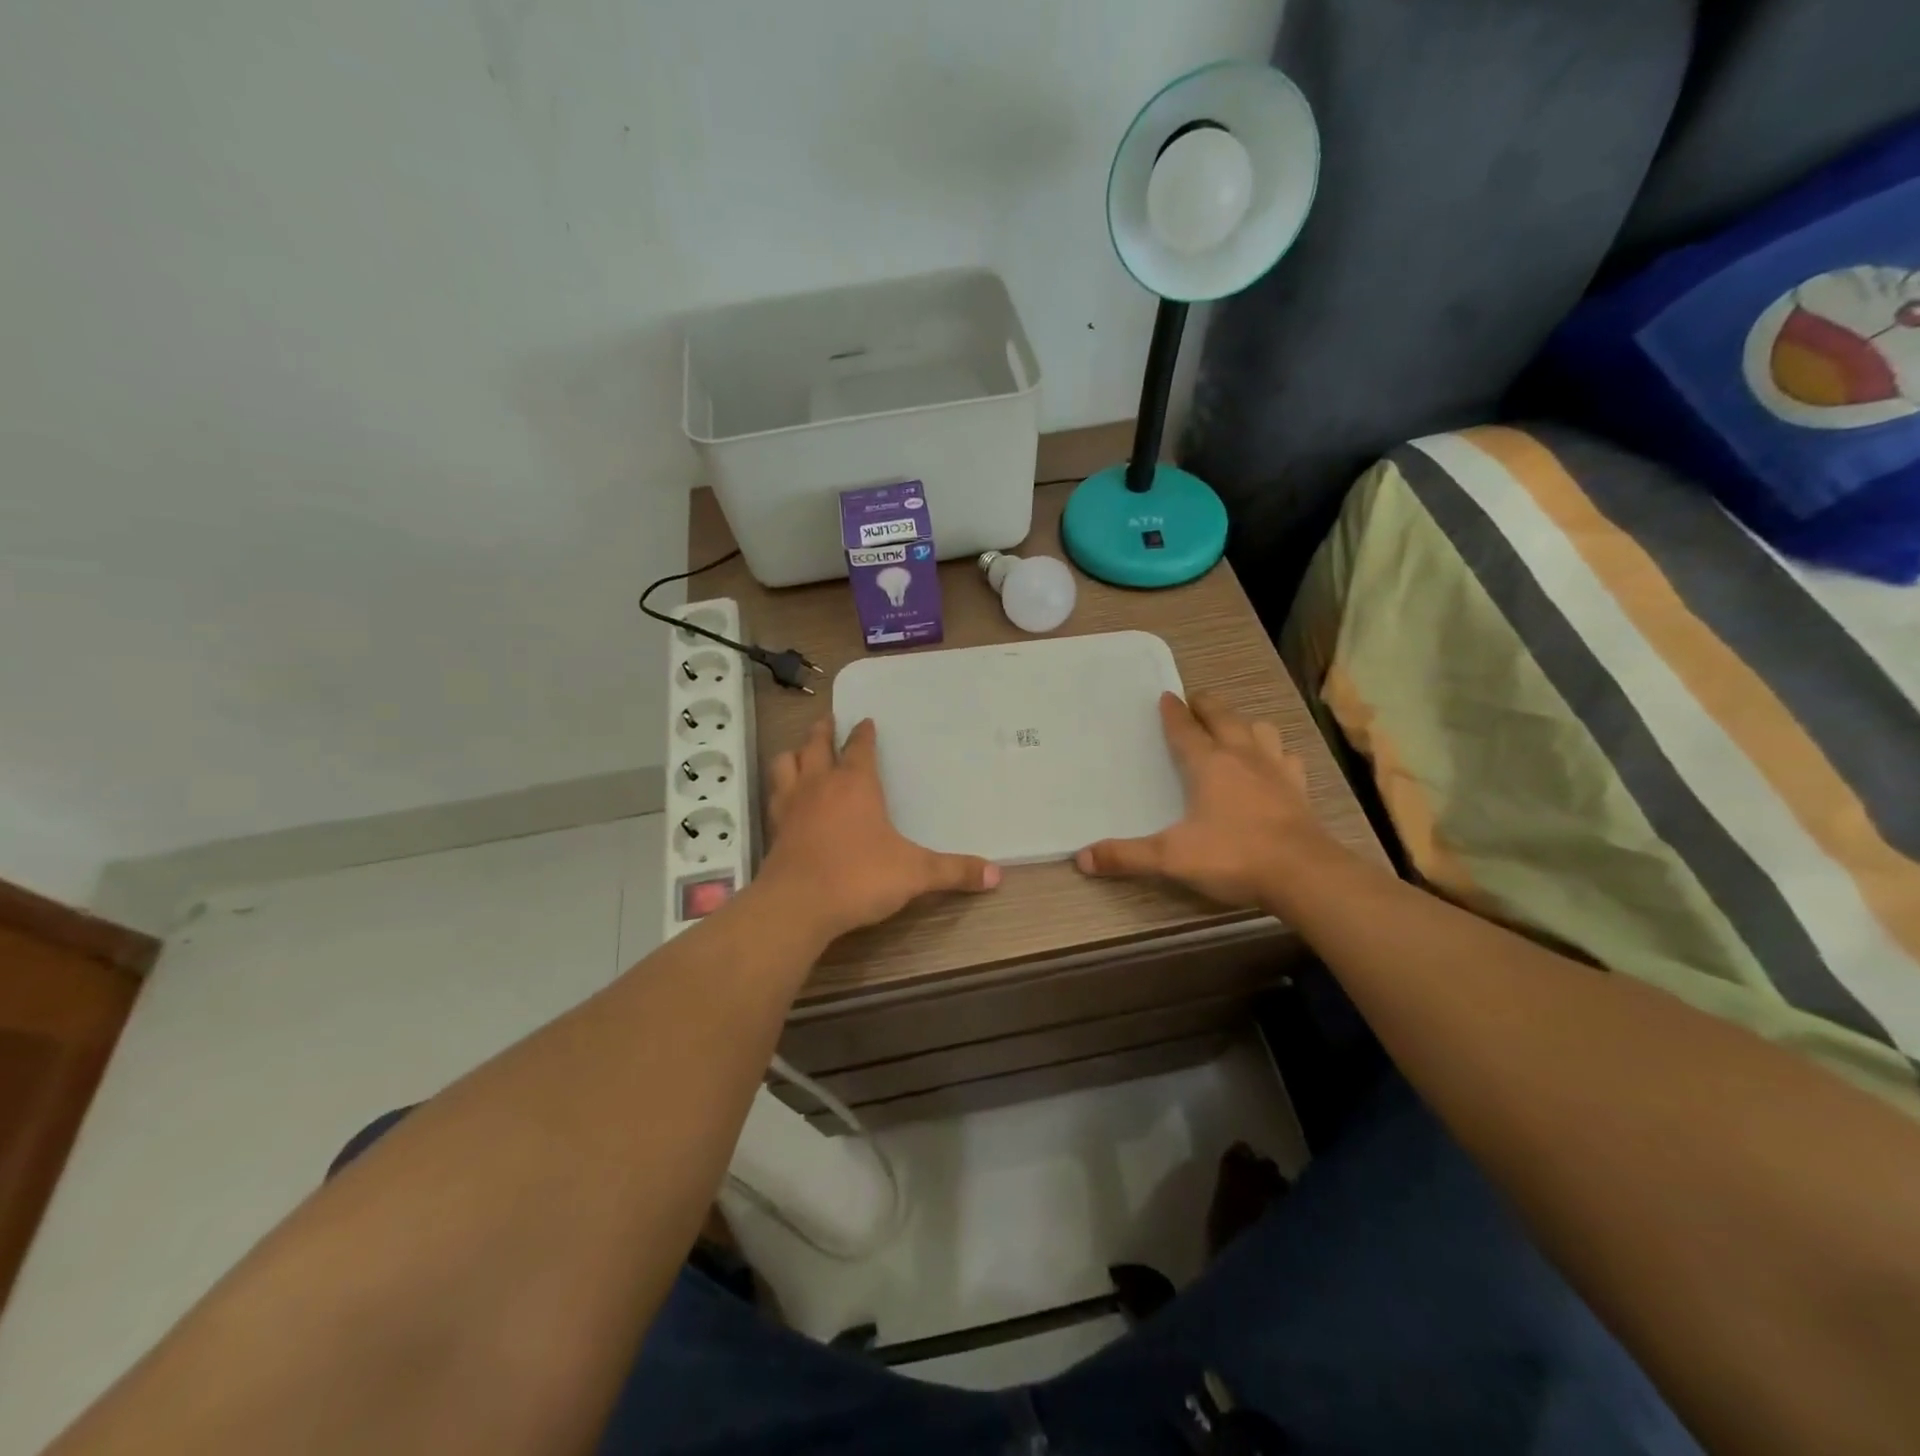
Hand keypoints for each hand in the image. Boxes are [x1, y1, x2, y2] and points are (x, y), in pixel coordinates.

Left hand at [761, 718, 999, 941]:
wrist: (797, 906)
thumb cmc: (859, 877)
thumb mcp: (915, 874)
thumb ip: (954, 872)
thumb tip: (996, 875)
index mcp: (855, 784)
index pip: (859, 747)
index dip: (864, 733)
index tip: (866, 722)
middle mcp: (820, 785)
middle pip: (815, 745)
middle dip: (822, 731)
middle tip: (827, 721)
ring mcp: (790, 805)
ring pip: (785, 764)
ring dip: (794, 754)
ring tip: (800, 753)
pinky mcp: (773, 829)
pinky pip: (773, 795)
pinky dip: (779, 787)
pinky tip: (784, 797)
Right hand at [1076, 692, 1329, 907]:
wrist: (1302, 874)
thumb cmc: (1232, 856)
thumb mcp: (1170, 858)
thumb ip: (1126, 856)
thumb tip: (1081, 857)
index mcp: (1208, 764)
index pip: (1185, 729)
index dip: (1173, 712)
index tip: (1165, 696)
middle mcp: (1242, 757)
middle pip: (1224, 717)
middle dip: (1207, 705)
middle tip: (1195, 700)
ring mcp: (1275, 770)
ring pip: (1260, 730)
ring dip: (1244, 723)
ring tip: (1235, 727)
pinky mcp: (1298, 788)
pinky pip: (1287, 758)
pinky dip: (1277, 753)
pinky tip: (1274, 762)